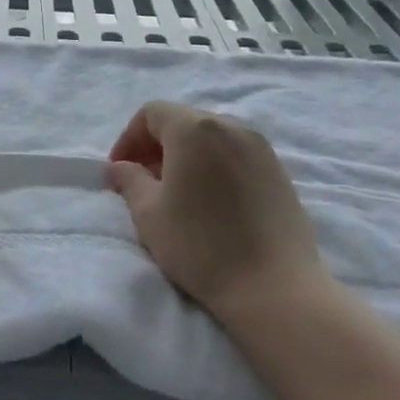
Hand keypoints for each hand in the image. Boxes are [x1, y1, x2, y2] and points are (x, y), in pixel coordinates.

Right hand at [106, 101, 334, 336]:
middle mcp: (231, 126)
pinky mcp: (279, 171)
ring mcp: (261, 147)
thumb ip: (129, 180)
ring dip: (186, 156)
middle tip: (143, 182)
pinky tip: (210, 202)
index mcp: (194, 130)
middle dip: (157, 146)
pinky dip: (214, 166)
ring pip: (211, 138)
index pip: (152, 113)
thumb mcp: (149, 213)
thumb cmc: (200, 245)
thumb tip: (119, 167)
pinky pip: (236, 155)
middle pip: (184, 121)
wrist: (273, 286)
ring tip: (176, 193)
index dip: (129, 138)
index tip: (119, 170)